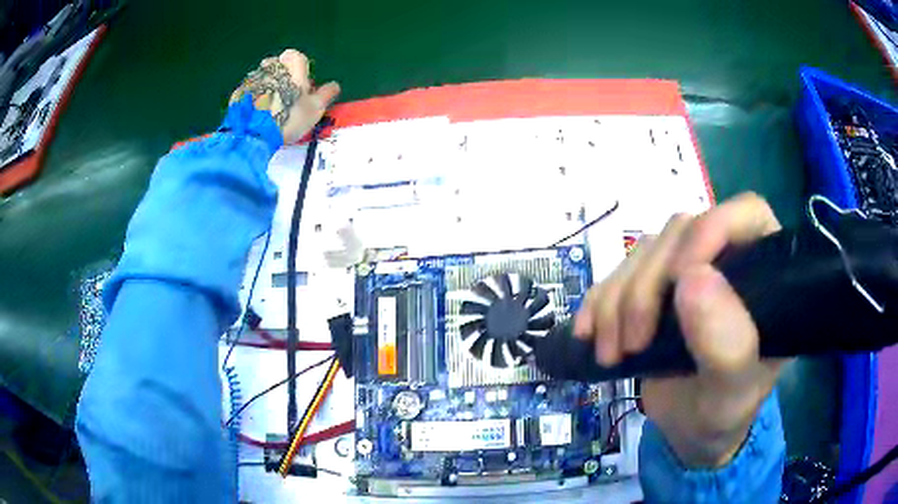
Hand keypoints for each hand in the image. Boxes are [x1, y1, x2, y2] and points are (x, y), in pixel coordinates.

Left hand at [230, 49, 340, 143]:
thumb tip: (334, 85)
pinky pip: (248, 91)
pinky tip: (255, 114)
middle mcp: (271, 66)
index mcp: (291, 65)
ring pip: (262, 78)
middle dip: (281, 77)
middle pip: (277, 66)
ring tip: (269, 108)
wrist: (253, 133)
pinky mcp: (238, 93)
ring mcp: (252, 78)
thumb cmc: (289, 117)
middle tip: (285, 97)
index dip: (299, 69)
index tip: (300, 84)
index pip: (296, 56)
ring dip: (266, 87)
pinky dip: (252, 99)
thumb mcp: (315, 108)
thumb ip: (326, 94)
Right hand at [573, 193, 786, 467]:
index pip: (745, 215)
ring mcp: (687, 269)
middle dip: (647, 287)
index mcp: (764, 272)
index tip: (679, 282)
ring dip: (617, 300)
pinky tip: (589, 334)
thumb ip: (728, 345)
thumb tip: (693, 278)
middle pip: (681, 232)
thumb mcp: (732, 392)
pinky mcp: (654, 285)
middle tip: (632, 344)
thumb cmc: (725, 411)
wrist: (691, 431)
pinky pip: (618, 272)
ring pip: (645, 251)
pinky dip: (598, 302)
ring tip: (611, 352)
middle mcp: (727, 257)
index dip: (711, 231)